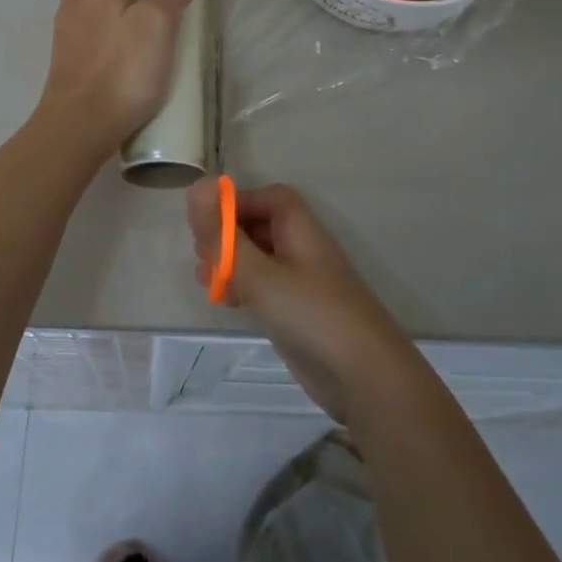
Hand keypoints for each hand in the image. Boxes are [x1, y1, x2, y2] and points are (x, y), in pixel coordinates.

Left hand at [38, 0, 200, 158]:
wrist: (80, 125)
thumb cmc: (124, 72)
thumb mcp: (158, 26)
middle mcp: (75, 9)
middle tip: (139, 7)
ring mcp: (64, 41)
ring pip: (78, 13)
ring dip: (96, 15)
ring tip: (124, 35)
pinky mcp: (62, 70)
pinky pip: (76, 45)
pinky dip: (91, 46)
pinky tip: (111, 64)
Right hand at [186, 178, 417, 422]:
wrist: (365, 376)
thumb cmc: (311, 314)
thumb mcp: (259, 273)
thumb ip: (224, 235)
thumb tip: (197, 185)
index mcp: (301, 230)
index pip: (269, 198)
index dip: (237, 203)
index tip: (207, 223)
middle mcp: (303, 250)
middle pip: (262, 227)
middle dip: (228, 235)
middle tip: (202, 255)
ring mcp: (302, 284)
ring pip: (260, 259)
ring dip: (231, 264)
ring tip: (205, 280)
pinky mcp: (298, 313)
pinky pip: (265, 288)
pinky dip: (243, 288)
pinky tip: (225, 303)